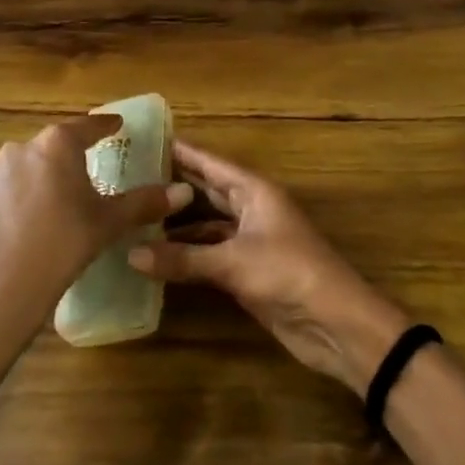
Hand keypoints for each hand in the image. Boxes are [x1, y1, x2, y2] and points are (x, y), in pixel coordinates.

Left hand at [0, 114, 191, 352]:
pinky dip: (26, 195)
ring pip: (30, 165)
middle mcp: (22, 148)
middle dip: (74, 153)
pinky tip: (36, 219)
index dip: (105, 125)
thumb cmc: (64, 244)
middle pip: (55, 144)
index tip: (117, 124)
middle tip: (93, 165)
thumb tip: (183, 192)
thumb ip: (145, 202)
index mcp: (56, 145)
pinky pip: (11, 188)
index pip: (87, 126)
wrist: (2, 288)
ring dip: (47, 174)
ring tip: (63, 197)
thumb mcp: (109, 222)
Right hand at [128, 141, 410, 393]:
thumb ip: (182, 258)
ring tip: (134, 216)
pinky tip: (155, 256)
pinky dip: (186, 255)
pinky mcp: (246, 272)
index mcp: (255, 192)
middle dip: (173, 186)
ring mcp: (249, 242)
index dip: (181, 152)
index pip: (211, 163)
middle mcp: (250, 210)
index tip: (146, 140)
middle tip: (129, 177)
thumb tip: (131, 254)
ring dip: (175, 224)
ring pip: (205, 225)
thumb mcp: (233, 262)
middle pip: (206, 191)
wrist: (335, 324)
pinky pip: (208, 255)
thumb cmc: (289, 274)